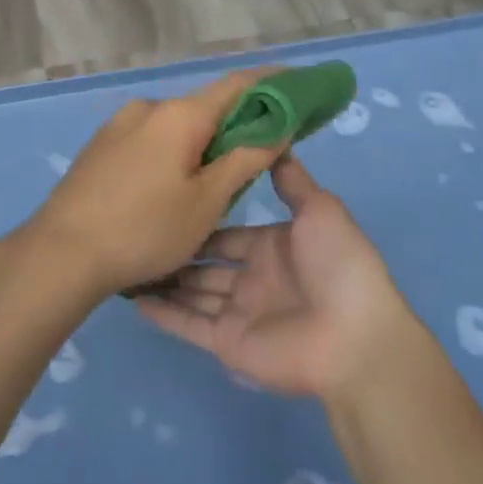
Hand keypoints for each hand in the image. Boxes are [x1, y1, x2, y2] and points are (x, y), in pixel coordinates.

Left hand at [21, 70, 284, 295]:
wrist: (60, 254)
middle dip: (235, 125)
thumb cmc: (144, 229)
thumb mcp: (206, 203)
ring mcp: (119, 125)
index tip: (297, 86)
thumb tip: (276, 130)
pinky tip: (168, 189)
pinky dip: (172, 152)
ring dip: (200, 144)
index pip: (237, 84)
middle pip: (205, 107)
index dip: (271, 83)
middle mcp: (148, 107)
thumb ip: (245, 160)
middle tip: (258, 155)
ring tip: (210, 185)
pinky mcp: (100, 146)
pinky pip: (149, 139)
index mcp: (179, 114)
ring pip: (175, 127)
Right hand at [135, 154, 416, 400]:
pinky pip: (189, 324)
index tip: (169, 201)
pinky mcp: (227, 343)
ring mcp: (239, 313)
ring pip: (193, 292)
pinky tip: (134, 297)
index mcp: (273, 247)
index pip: (229, 233)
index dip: (202, 220)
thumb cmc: (337, 265)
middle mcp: (253, 278)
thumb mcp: (319, 210)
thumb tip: (275, 140)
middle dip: (178, 251)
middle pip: (206, 263)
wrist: (354, 336)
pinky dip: (163, 313)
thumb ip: (292, 180)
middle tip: (139, 231)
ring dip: (165, 279)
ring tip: (128, 259)